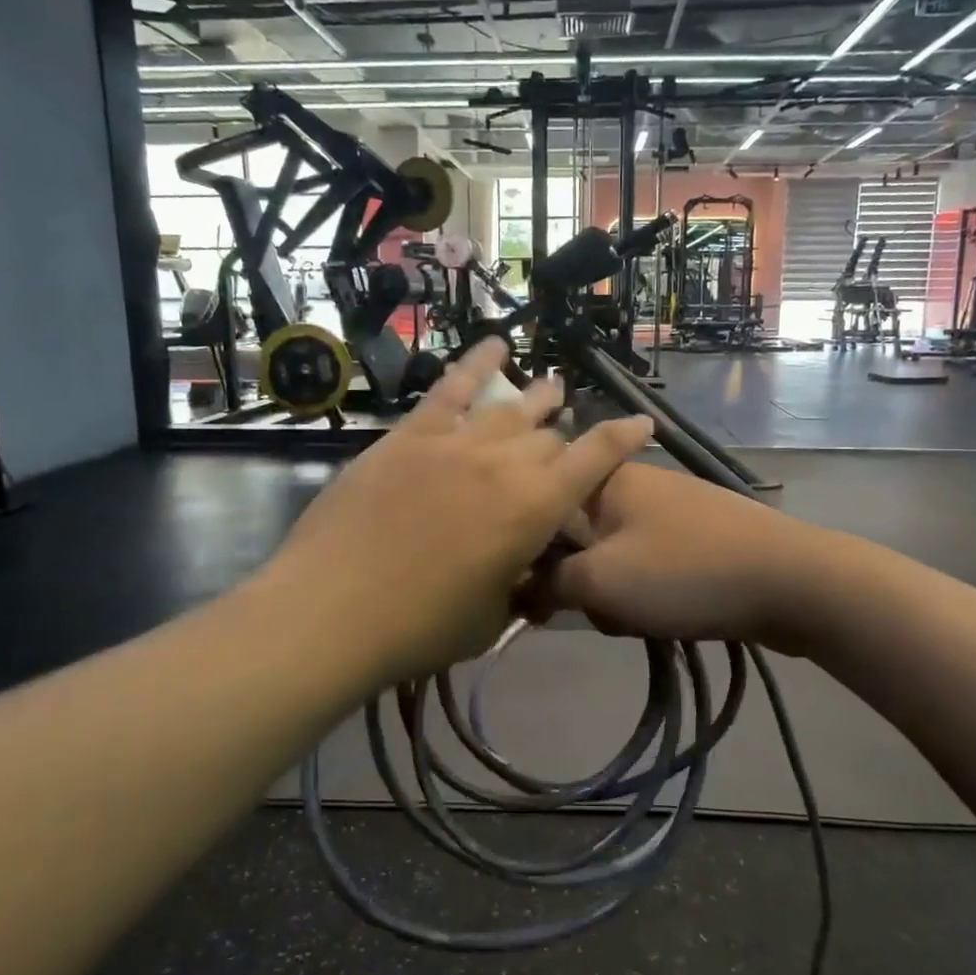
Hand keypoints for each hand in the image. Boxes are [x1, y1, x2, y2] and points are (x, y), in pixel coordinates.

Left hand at [265, 341, 653, 682]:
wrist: (332, 611)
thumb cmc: (420, 629)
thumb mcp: (491, 617)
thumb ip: (517, 579)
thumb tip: (523, 560)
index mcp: (535, 509)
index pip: (595, 459)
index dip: (624, 438)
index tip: (643, 422)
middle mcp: (504, 463)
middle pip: (548, 435)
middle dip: (565, 438)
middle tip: (564, 446)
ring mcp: (454, 442)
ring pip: (509, 407)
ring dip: (535, 397)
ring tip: (550, 387)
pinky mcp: (409, 436)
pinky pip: (450, 389)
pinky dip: (475, 363)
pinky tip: (493, 345)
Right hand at [532, 464, 824, 652]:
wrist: (790, 581)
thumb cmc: (682, 573)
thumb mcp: (598, 580)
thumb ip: (546, 582)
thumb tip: (518, 588)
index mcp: (604, 478)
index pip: (541, 502)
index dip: (528, 548)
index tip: (530, 588)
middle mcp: (634, 483)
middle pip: (576, 536)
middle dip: (580, 580)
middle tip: (599, 607)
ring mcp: (670, 508)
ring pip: (613, 556)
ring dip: (615, 593)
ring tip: (639, 618)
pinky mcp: (695, 535)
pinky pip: (648, 564)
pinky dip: (647, 592)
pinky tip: (666, 617)